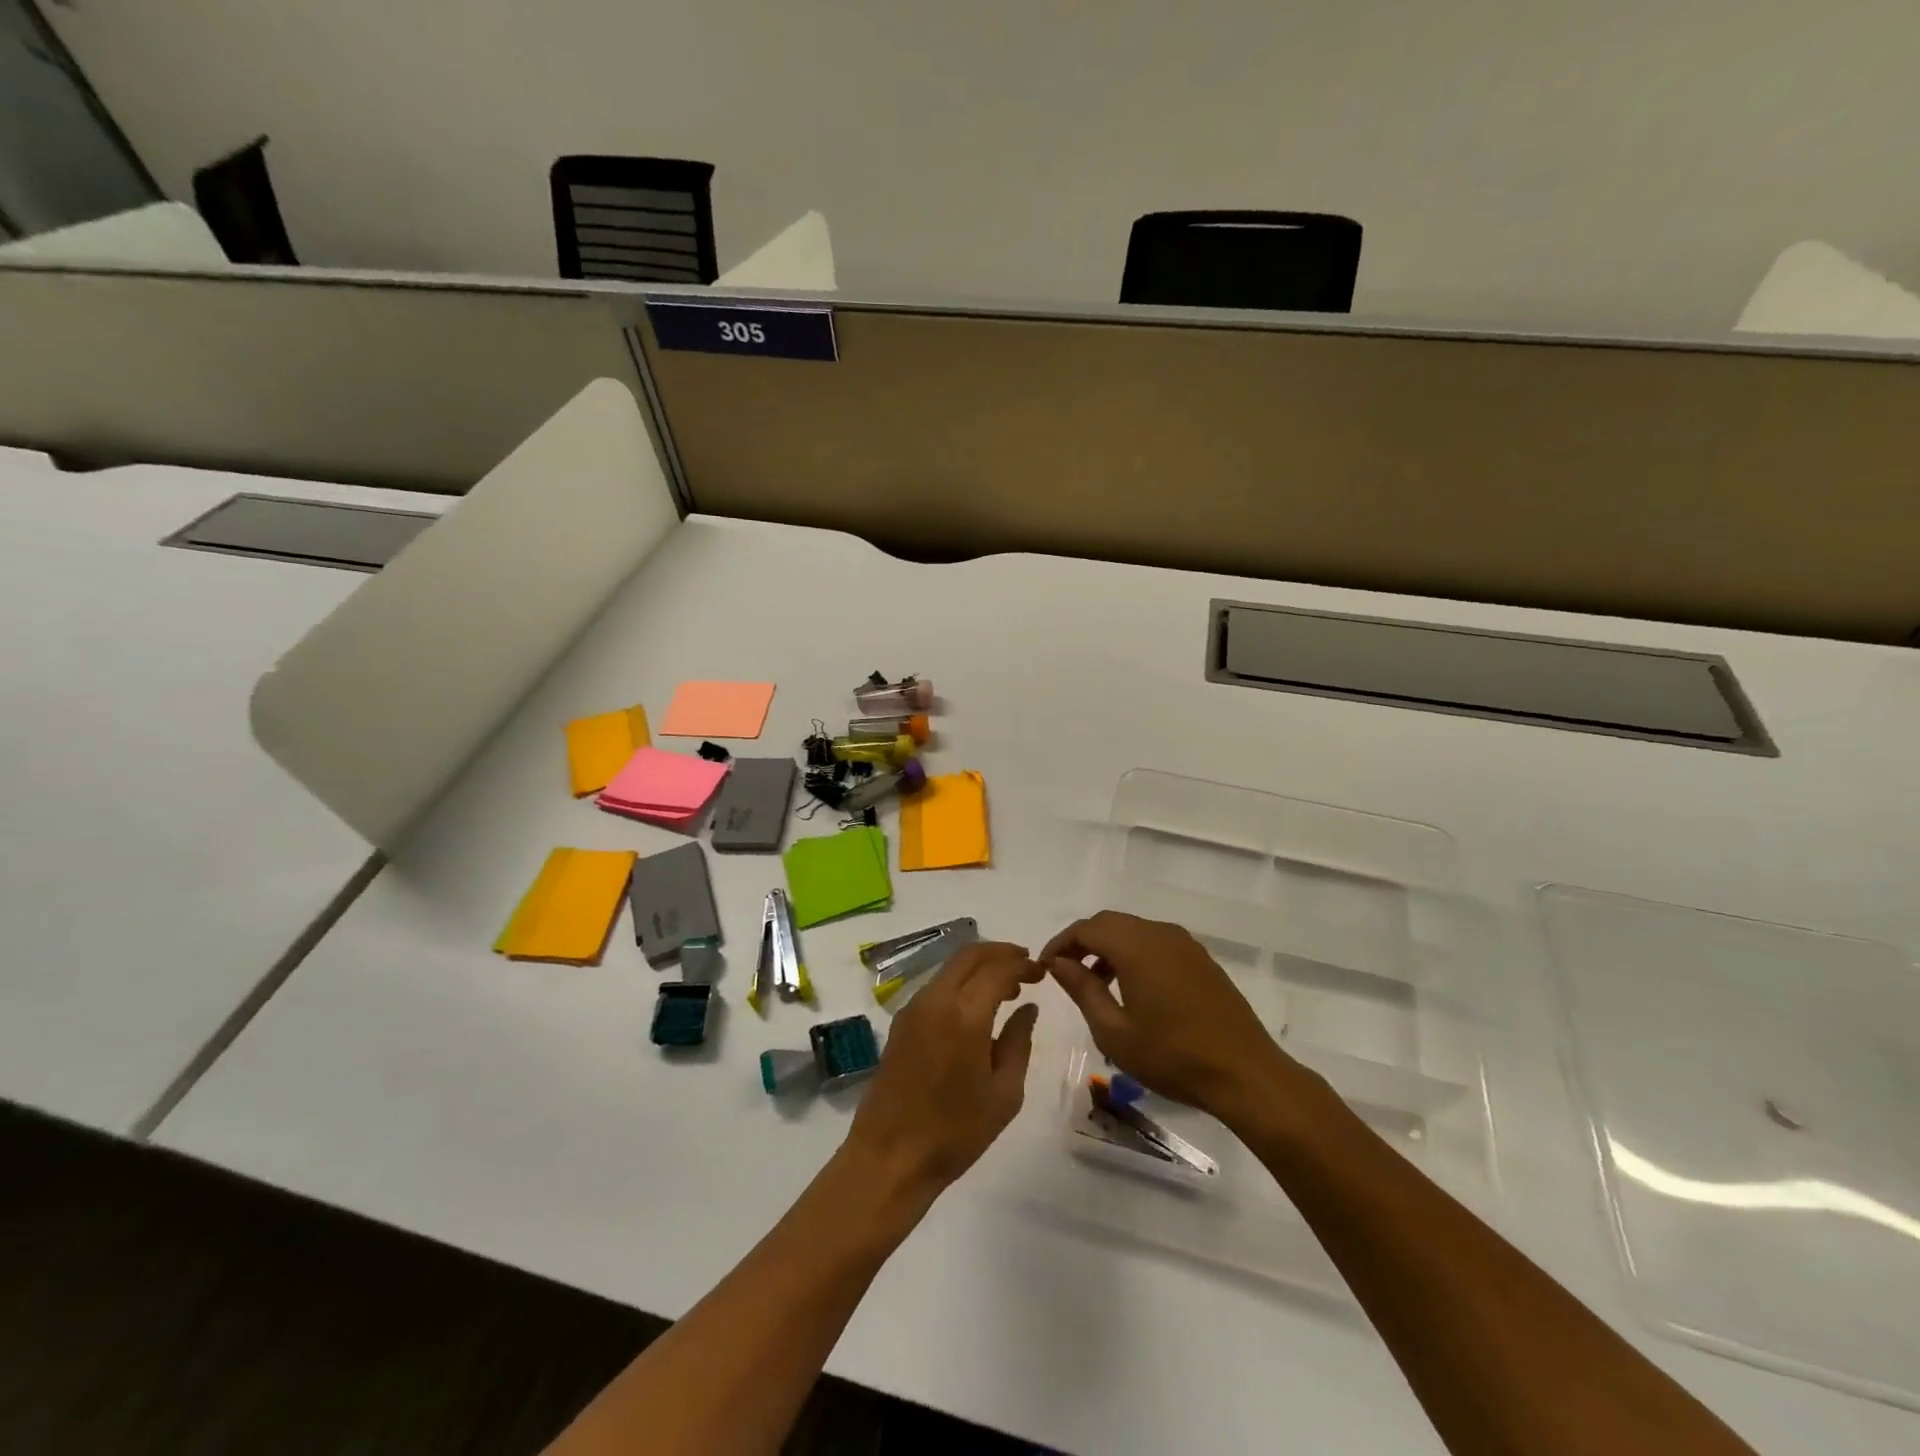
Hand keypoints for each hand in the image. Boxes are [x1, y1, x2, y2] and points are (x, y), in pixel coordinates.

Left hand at [845, 941, 1043, 1199]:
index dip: (1023, 965)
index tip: (1042, 972)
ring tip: (1006, 988)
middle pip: (970, 955)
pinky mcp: (901, 1022)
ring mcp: (913, 1008)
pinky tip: (975, 1007)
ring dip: (979, 966)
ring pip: (950, 968)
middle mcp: (935, 999)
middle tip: (1026, 966)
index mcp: (964, 1014)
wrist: (890, 1156)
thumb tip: (1028, 1007)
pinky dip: (960, 983)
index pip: (998, 969)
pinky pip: (935, 986)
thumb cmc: (955, 1131)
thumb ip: (1018, 1041)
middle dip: (1001, 952)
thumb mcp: (1004, 1093)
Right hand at [1042, 911, 1299, 1128]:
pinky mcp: (1200, 959)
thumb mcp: (1114, 1031)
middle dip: (1083, 942)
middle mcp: (1160, 933)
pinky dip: (1134, 954)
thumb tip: (1058, 962)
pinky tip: (1132, 988)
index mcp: (1136, 946)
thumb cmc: (1172, 1056)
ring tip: (1096, 984)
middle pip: (1110, 923)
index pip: (1086, 928)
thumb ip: (1082, 989)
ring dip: (1109, 948)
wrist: (1245, 1073)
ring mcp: (1185, 944)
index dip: (1061, 943)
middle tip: (1065, 972)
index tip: (1044, 966)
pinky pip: (1156, 943)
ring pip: (1134, 931)